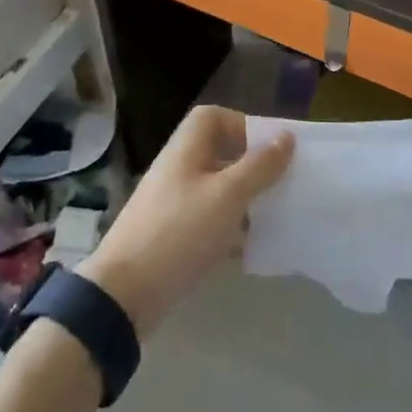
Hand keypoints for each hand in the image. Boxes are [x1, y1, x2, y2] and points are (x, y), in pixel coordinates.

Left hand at [78, 106, 293, 338]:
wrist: (126, 293)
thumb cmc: (180, 232)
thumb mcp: (228, 195)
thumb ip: (259, 165)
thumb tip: (286, 136)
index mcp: (186, 149)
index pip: (212, 118)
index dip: (242, 125)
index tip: (269, 148)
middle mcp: (178, 170)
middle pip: (218, 153)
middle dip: (251, 166)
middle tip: (281, 184)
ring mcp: (173, 204)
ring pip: (217, 190)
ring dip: (245, 200)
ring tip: (274, 217)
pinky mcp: (173, 236)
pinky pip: (209, 221)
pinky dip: (231, 229)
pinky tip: (252, 249)